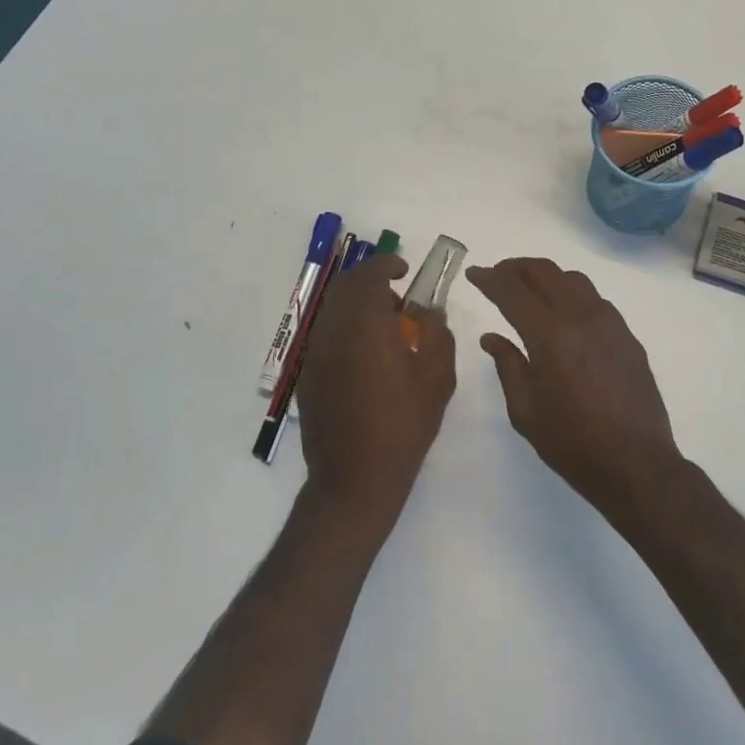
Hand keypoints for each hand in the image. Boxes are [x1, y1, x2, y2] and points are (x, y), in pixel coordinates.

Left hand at [296, 255, 455, 528]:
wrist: (354, 480)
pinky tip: (366, 359)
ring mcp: (315, 353)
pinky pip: (326, 335)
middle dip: (371, 282)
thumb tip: (429, 314)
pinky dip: (345, 329)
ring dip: (357, 306)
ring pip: (333, 309)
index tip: (404, 271)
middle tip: (398, 301)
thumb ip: (437, 335)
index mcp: (365, 325)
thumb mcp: (436, 379)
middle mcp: (333, 330)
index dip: (386, 264)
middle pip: (345, 286)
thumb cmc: (403, 427)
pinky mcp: (307, 375)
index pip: (369, 274)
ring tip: (385, 331)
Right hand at [466, 258, 682, 512]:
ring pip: (574, 280)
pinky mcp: (627, 335)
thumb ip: (507, 365)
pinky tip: (564, 315)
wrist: (636, 464)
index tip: (474, 273)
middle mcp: (581, 317)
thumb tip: (491, 337)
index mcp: (550, 335)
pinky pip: (595, 300)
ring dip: (547, 277)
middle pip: (545, 272)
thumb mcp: (525, 411)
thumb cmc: (572, 443)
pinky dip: (572, 294)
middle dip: (516, 268)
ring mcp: (609, 322)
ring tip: (529, 290)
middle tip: (498, 275)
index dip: (489, 278)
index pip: (512, 292)